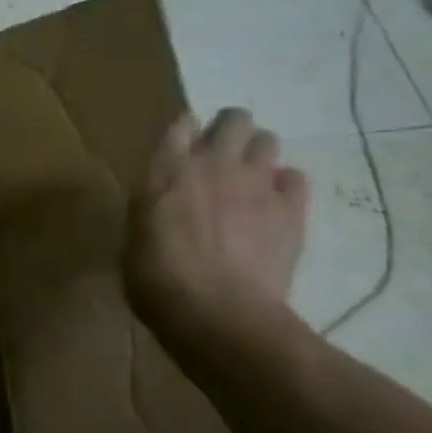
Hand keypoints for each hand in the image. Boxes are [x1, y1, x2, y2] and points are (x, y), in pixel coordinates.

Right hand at [124, 109, 308, 350]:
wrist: (219, 313)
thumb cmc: (157, 279)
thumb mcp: (134, 237)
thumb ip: (152, 208)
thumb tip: (162, 204)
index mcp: (166, 169)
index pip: (181, 123)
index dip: (186, 130)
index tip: (184, 146)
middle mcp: (213, 163)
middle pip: (234, 119)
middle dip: (230, 130)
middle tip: (222, 157)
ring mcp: (256, 183)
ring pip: (269, 140)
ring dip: (259, 154)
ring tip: (251, 180)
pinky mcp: (291, 209)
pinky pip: (297, 178)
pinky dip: (286, 185)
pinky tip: (275, 205)